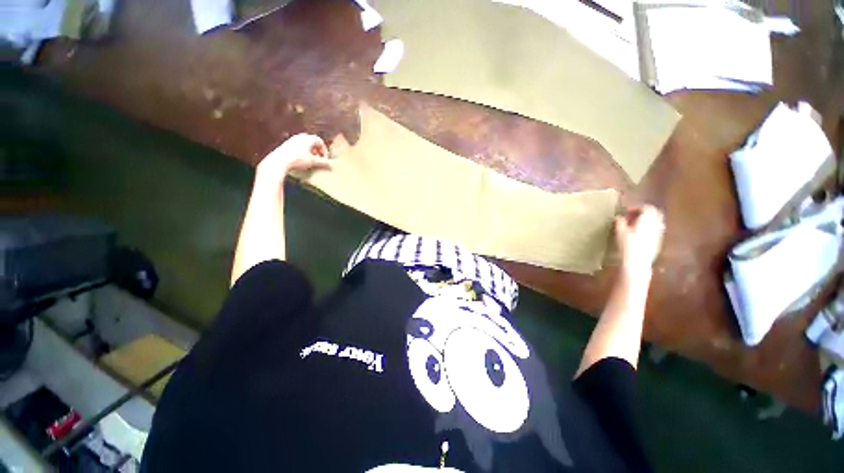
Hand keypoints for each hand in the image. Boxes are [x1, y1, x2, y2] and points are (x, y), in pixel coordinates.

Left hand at [256, 134, 330, 181]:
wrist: (280, 161)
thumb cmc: (298, 159)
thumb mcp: (313, 162)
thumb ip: (323, 163)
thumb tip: (331, 165)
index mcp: (308, 138)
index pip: (320, 142)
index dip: (324, 151)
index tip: (325, 159)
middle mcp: (300, 136)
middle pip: (312, 142)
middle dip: (317, 150)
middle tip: (319, 159)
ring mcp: (292, 139)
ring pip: (305, 144)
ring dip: (310, 152)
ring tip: (310, 160)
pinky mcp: (286, 145)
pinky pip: (298, 147)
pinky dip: (302, 152)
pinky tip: (301, 160)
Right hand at [615, 205, 664, 274]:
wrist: (637, 261)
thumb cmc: (627, 244)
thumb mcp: (619, 231)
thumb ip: (620, 222)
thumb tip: (619, 217)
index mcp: (647, 219)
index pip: (647, 207)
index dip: (636, 207)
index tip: (626, 211)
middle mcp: (656, 224)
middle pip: (655, 213)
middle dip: (644, 212)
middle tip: (632, 216)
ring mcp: (659, 233)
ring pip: (656, 221)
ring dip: (647, 220)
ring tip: (635, 225)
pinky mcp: (658, 241)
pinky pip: (656, 230)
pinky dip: (648, 228)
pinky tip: (639, 234)